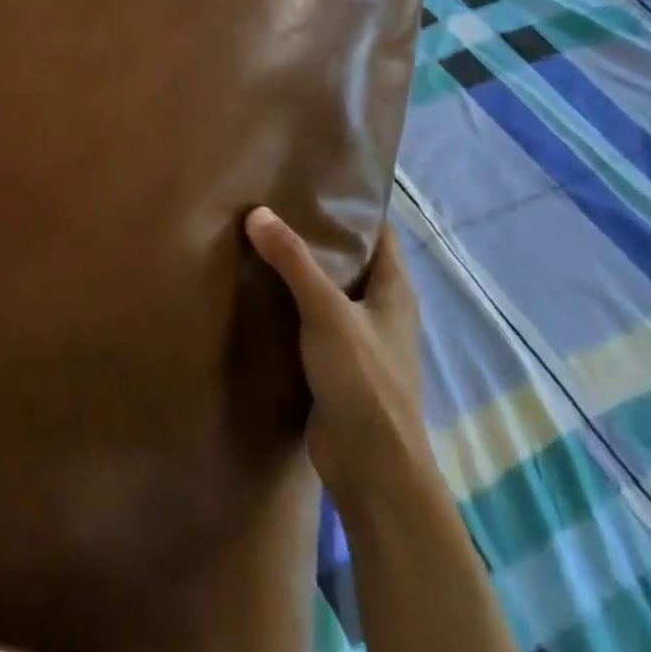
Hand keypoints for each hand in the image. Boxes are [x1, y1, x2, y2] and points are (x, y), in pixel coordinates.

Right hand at [244, 208, 432, 506]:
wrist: (373, 471)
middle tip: (270, 201)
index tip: (311, 180)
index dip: (352, 205)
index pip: (379, 232)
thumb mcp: (327, 313)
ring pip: (327, 289)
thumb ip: (293, 262)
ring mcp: (358, 338)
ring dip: (298, 268)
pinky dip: (288, 301)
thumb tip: (257, 212)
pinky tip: (256, 288)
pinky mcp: (335, 363)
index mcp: (394, 291)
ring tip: (256, 235)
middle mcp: (380, 309)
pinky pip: (309, 318)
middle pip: (349, 258)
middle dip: (315, 232)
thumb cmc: (365, 383)